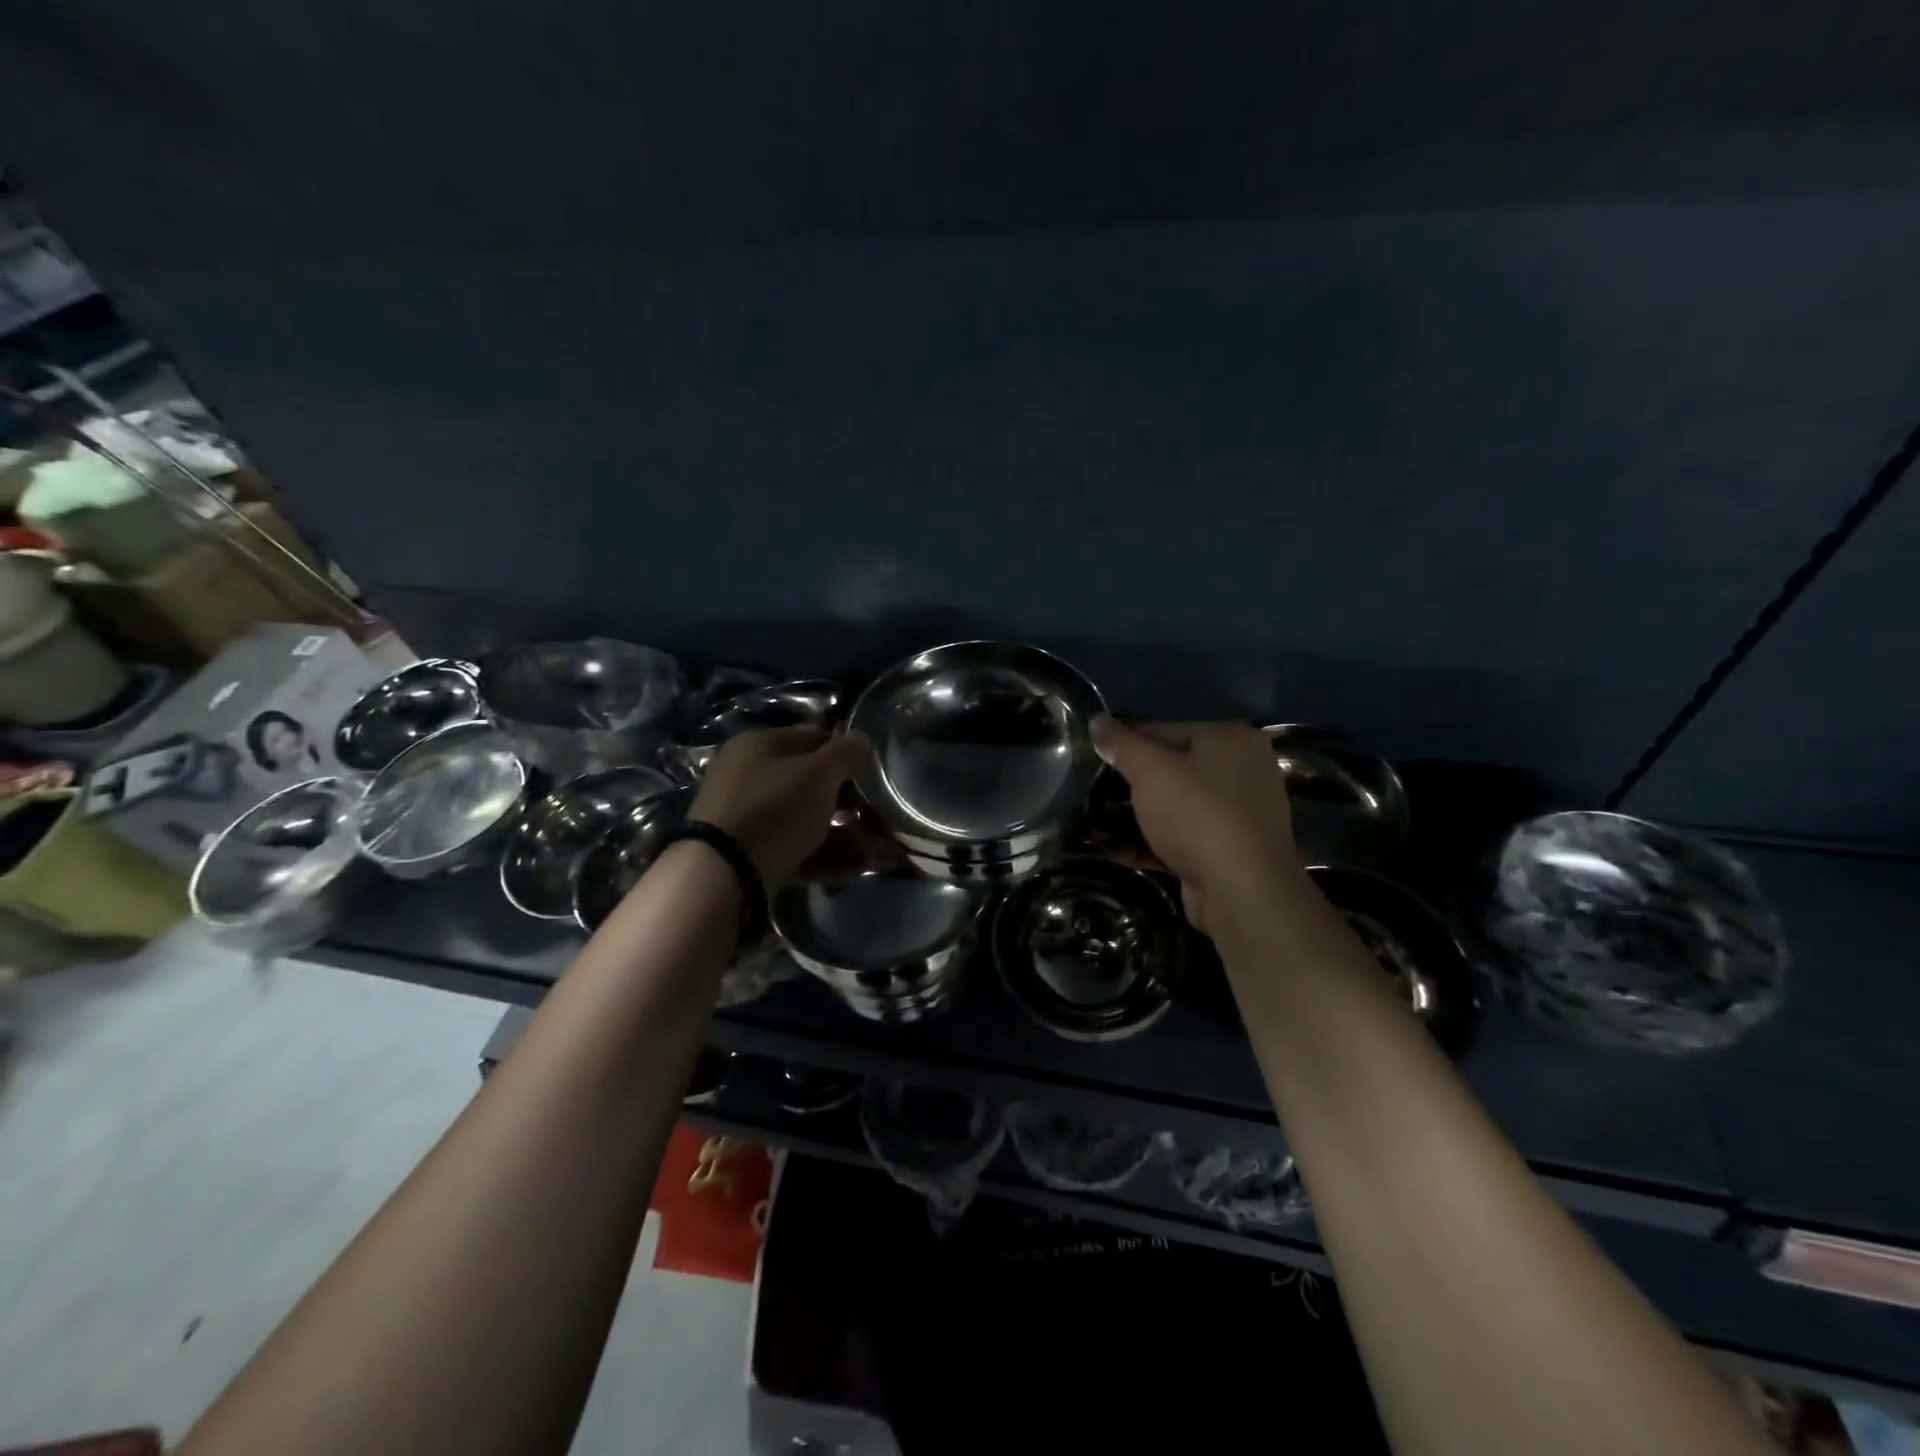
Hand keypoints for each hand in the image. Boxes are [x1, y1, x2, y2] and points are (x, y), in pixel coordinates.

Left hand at [690, 727, 871, 884]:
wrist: (723, 873)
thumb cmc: (774, 809)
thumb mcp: (817, 773)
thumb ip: (844, 753)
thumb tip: (862, 738)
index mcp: (758, 745)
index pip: (813, 737)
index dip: (845, 752)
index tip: (872, 773)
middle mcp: (748, 775)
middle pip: (808, 781)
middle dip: (845, 798)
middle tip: (874, 813)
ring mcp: (747, 817)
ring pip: (804, 817)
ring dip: (840, 830)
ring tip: (872, 846)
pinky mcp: (749, 853)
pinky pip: (795, 847)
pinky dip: (823, 855)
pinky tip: (852, 866)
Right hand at [1091, 717, 1304, 934]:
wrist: (1242, 892)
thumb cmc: (1197, 816)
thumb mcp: (1150, 770)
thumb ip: (1121, 743)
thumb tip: (1096, 720)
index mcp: (1228, 739)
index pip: (1162, 729)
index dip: (1123, 744)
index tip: (1091, 760)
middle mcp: (1239, 770)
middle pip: (1169, 769)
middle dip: (1127, 785)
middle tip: (1088, 794)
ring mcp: (1235, 814)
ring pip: (1172, 806)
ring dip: (1133, 816)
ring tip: (1093, 823)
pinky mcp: (1224, 851)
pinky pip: (1179, 838)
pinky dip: (1149, 842)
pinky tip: (1113, 850)